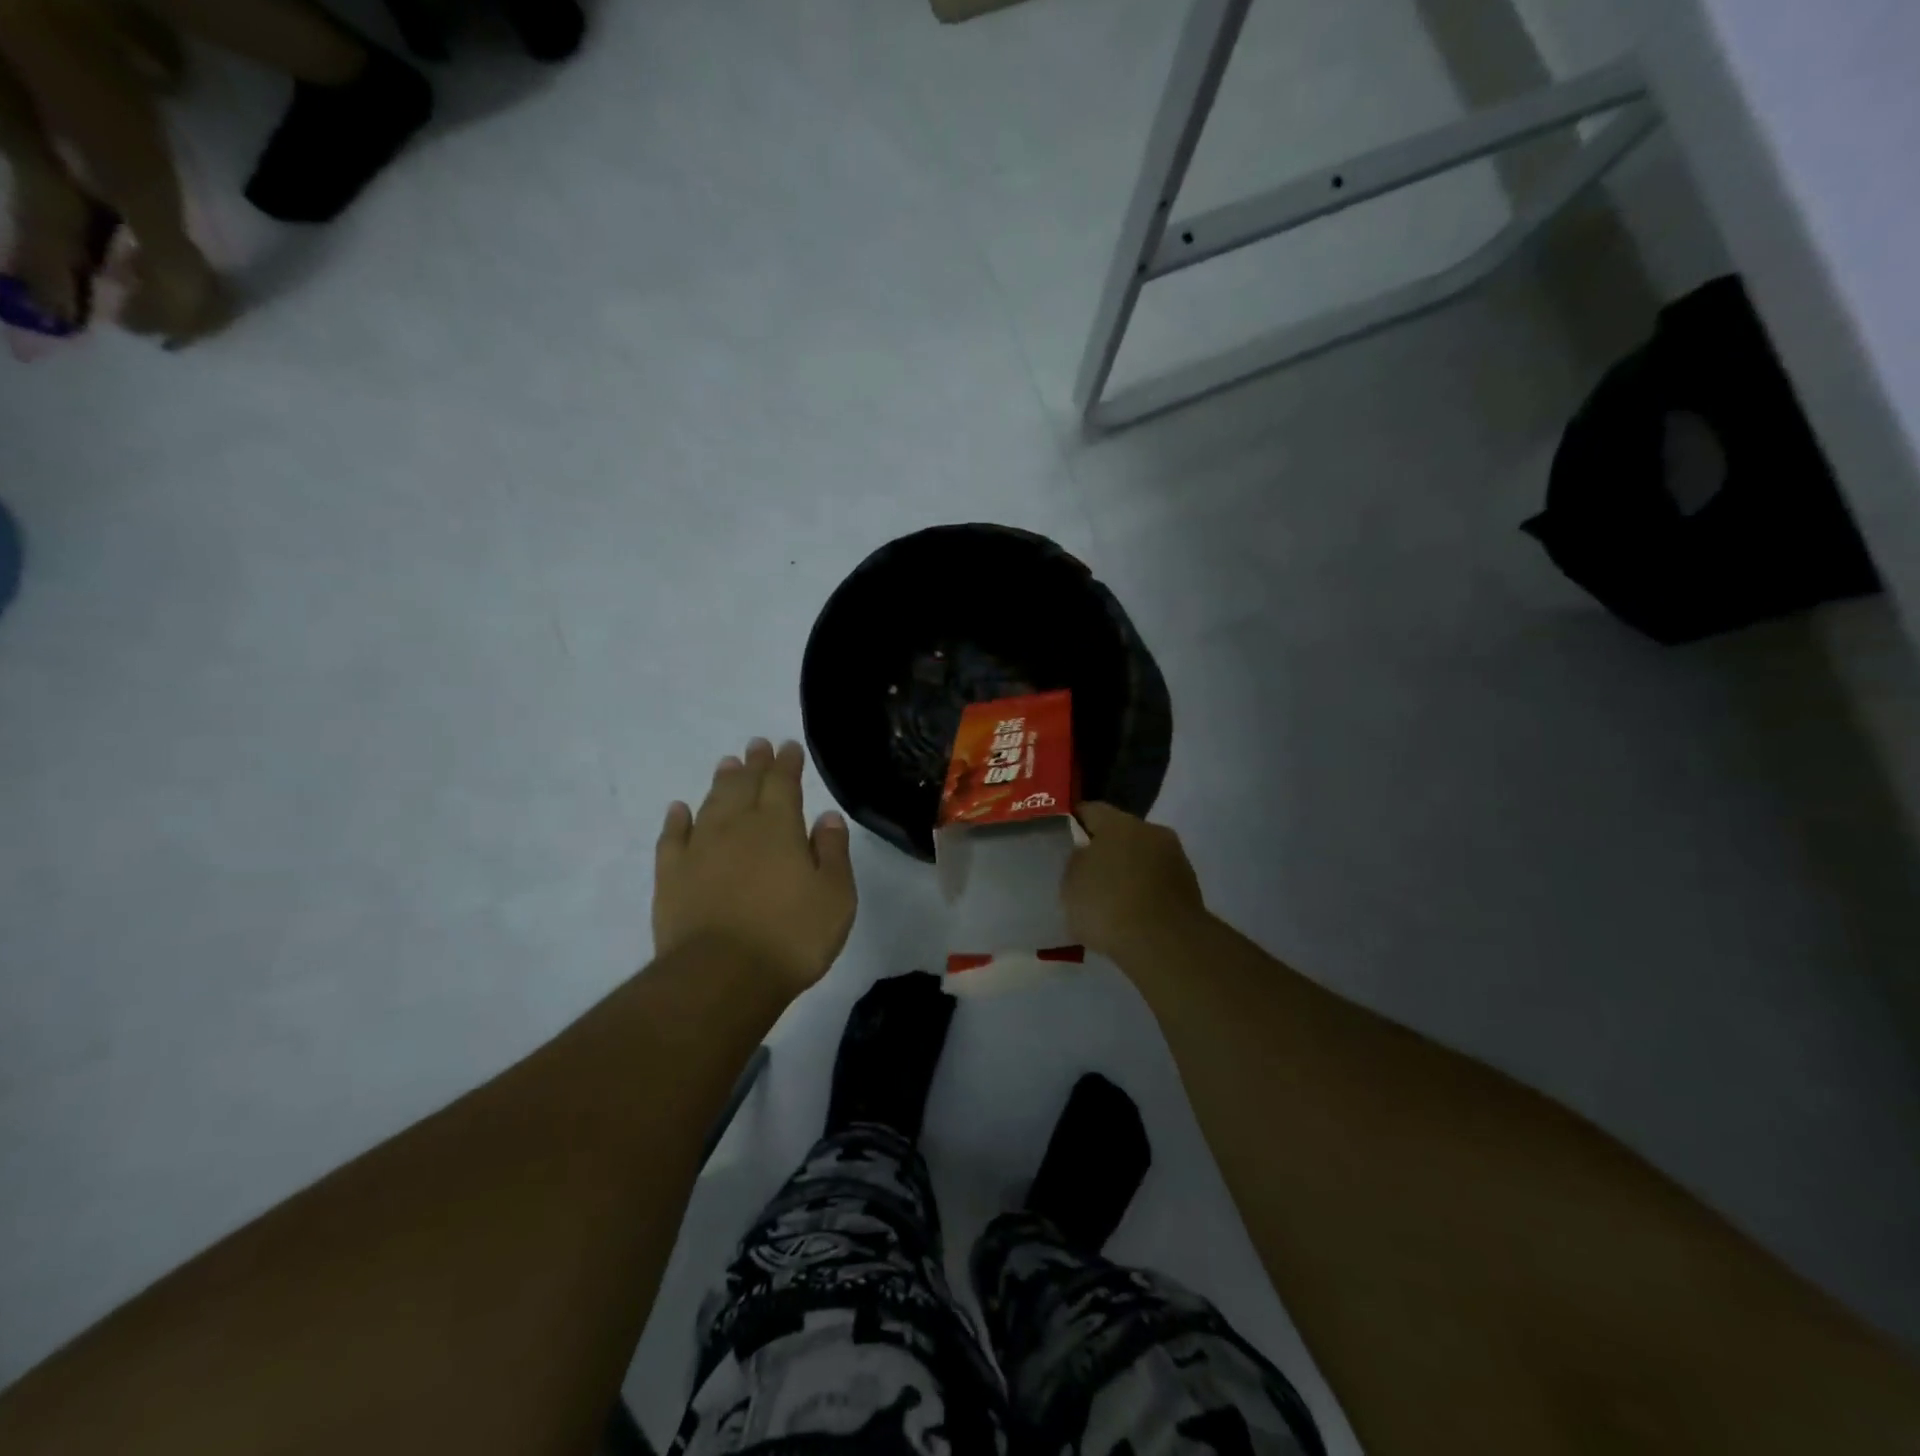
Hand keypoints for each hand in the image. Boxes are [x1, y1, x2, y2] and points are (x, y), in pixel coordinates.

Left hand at [653, 739, 856, 995]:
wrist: (721, 976)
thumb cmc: (791, 936)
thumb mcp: (835, 896)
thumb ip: (832, 852)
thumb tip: (827, 816)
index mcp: (779, 827)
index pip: (784, 783)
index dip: (787, 763)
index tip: (788, 746)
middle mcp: (737, 827)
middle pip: (745, 785)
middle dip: (754, 764)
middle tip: (756, 745)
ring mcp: (699, 849)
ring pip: (710, 803)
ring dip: (720, 782)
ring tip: (727, 764)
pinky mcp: (671, 876)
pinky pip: (672, 837)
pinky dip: (676, 820)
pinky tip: (678, 810)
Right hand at [1062, 802, 1208, 961]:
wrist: (1165, 944)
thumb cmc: (1108, 905)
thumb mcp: (1071, 883)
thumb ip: (1076, 863)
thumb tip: (1086, 854)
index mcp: (1118, 822)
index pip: (1090, 810)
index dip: (1074, 822)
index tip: (1063, 838)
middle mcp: (1151, 831)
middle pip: (1121, 833)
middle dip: (1105, 849)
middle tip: (1086, 872)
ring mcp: (1175, 858)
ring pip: (1142, 858)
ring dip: (1127, 871)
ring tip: (1109, 898)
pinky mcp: (1189, 887)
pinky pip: (1157, 882)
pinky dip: (1144, 892)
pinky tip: (1131, 913)